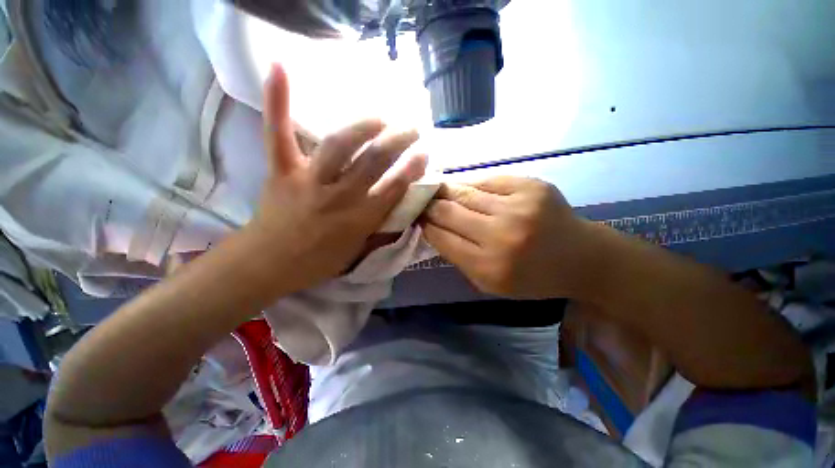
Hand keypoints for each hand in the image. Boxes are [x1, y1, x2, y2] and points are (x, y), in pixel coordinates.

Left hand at [245, 64, 426, 292]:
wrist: (269, 263)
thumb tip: (398, 209)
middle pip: (374, 160)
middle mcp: (339, 196)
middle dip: (399, 141)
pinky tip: (279, 66)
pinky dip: (278, 100)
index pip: (394, 187)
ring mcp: (309, 180)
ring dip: (366, 126)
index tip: (424, 153)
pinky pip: (279, 133)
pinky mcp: (282, 170)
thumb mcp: (358, 251)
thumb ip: (379, 228)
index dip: (413, 168)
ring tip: (381, 118)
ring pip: (341, 144)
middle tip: (412, 129)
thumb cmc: (318, 261)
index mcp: (360, 219)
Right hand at [421, 176, 599, 298]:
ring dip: (444, 191)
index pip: (442, 238)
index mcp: (489, 266)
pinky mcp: (530, 185)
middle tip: (420, 201)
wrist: (581, 257)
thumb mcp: (489, 282)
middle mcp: (501, 234)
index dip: (425, 225)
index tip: (416, 218)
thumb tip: (432, 228)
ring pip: (463, 192)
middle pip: (448, 212)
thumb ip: (458, 257)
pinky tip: (463, 188)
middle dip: (429, 206)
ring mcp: (517, 206)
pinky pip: (486, 180)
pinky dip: (470, 184)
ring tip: (435, 190)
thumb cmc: (532, 278)